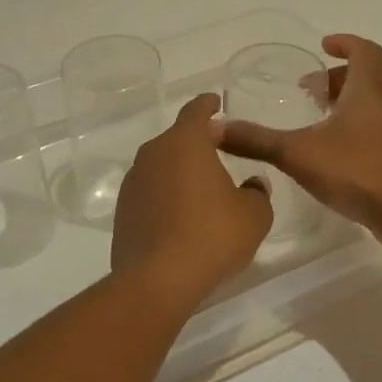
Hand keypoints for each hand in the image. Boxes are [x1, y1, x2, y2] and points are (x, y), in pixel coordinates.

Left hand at [112, 94, 272, 298]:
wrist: (157, 279)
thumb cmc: (212, 236)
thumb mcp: (253, 215)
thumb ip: (257, 192)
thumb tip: (253, 183)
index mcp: (185, 142)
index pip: (196, 111)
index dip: (208, 104)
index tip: (216, 102)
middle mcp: (154, 153)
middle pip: (177, 138)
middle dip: (197, 141)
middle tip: (219, 150)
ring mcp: (133, 181)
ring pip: (162, 165)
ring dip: (180, 170)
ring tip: (202, 188)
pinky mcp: (123, 210)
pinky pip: (150, 191)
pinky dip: (166, 195)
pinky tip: (181, 216)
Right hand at [217, 35, 381, 246]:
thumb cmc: (358, 170)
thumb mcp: (298, 153)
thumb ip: (256, 141)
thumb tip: (213, 128)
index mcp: (367, 92)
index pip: (365, 52)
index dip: (346, 44)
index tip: (323, 47)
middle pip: (365, 79)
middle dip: (335, 79)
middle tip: (306, 90)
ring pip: (368, 108)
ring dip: (342, 106)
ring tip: (312, 121)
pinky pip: (369, 134)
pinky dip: (348, 133)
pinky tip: (325, 156)